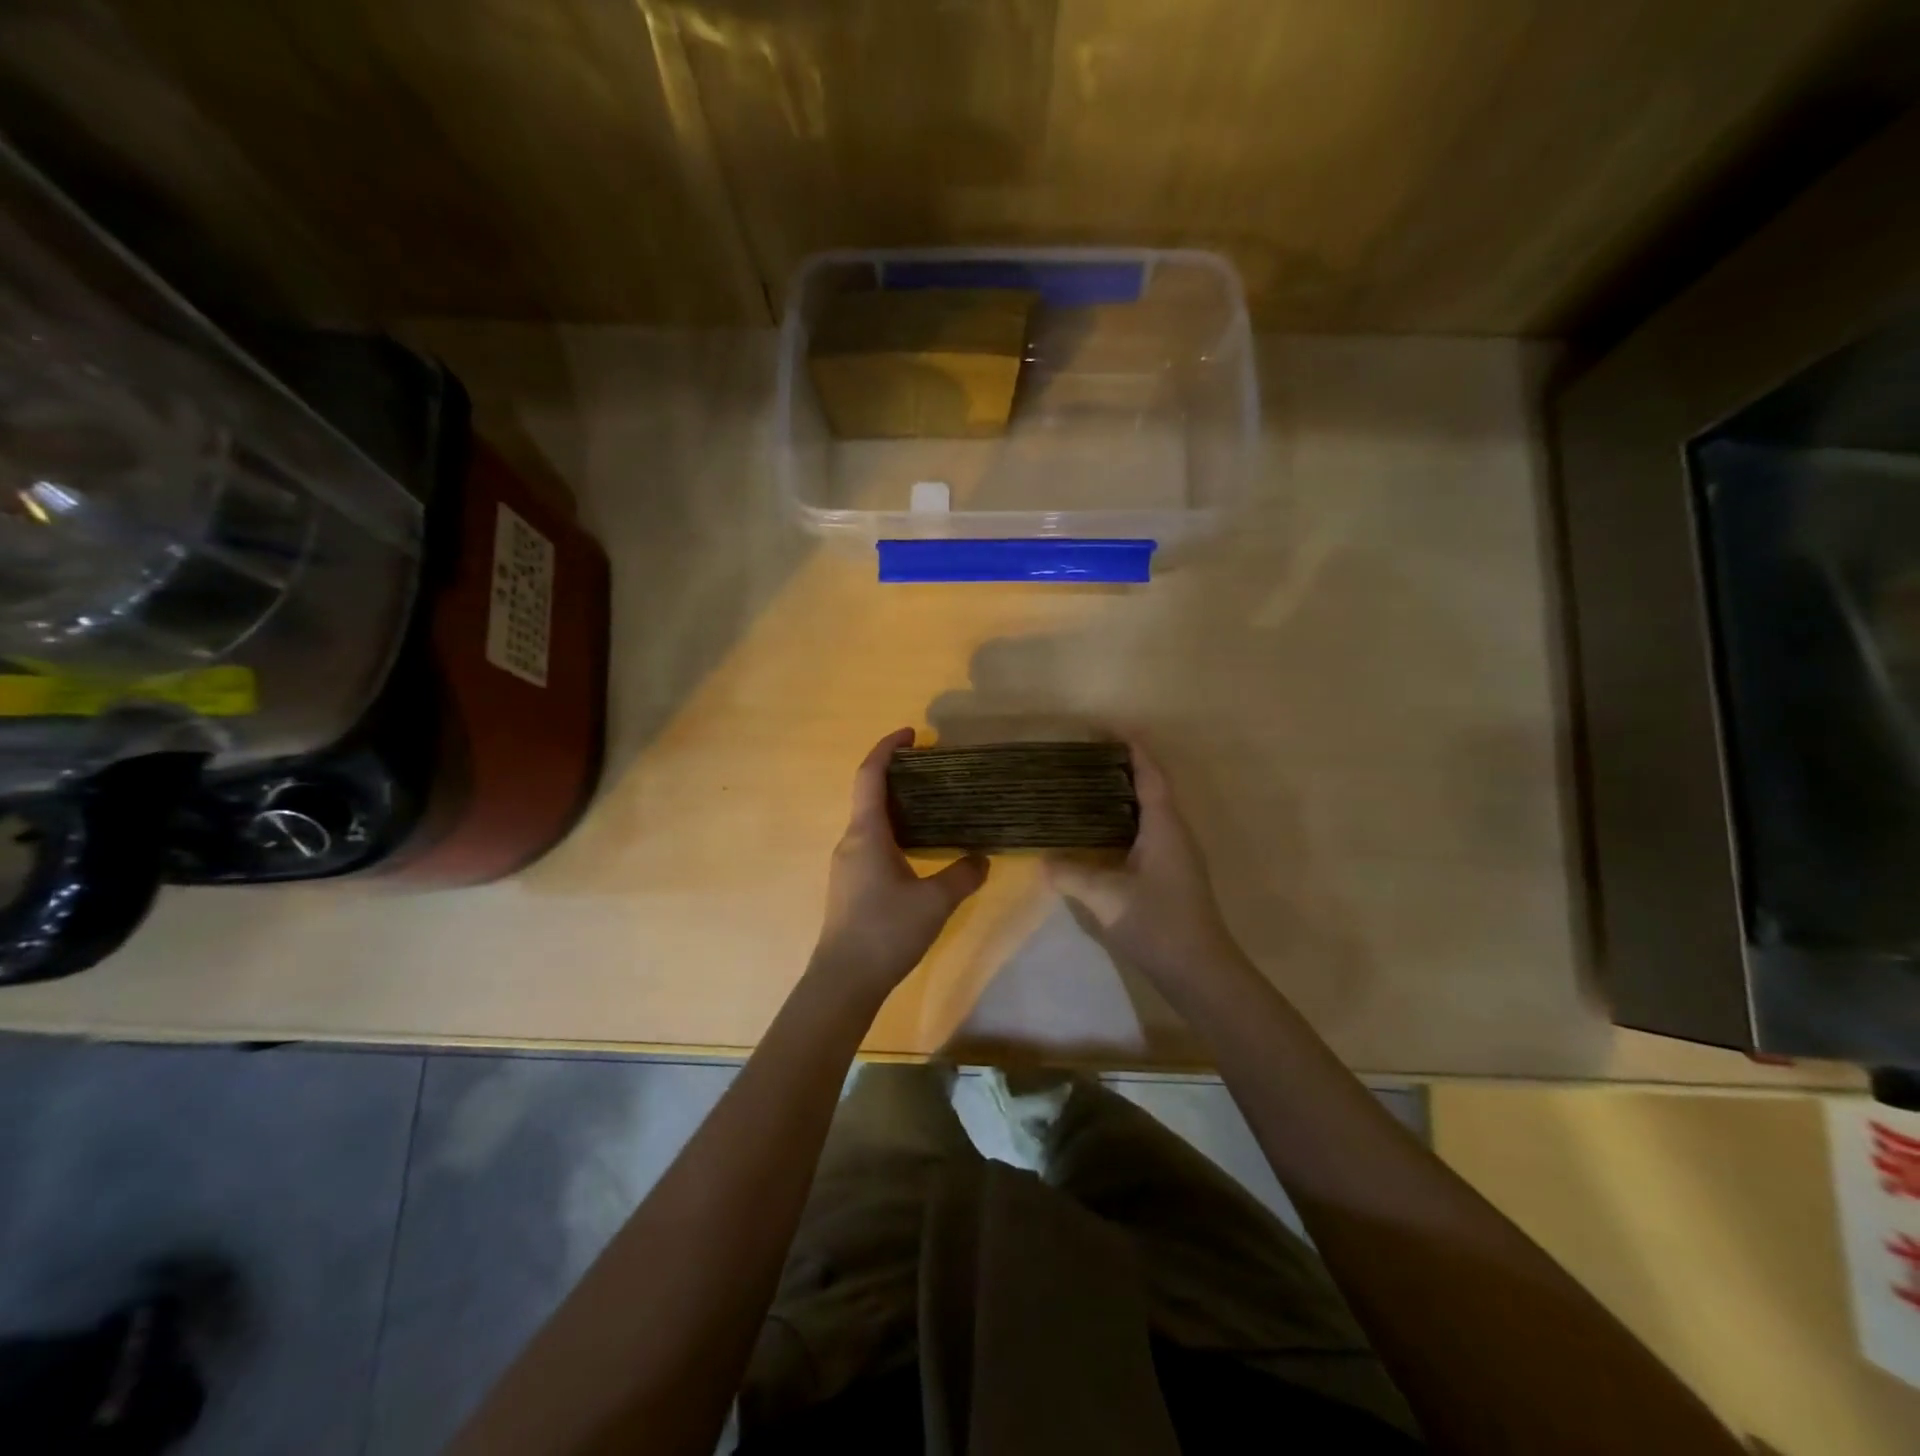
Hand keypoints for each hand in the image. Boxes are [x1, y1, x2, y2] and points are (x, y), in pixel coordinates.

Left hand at [812, 728, 988, 1001]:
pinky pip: (872, 843)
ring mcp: (847, 864)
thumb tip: (982, 858)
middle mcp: (851, 841)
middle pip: (870, 795)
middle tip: (935, 771)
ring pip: (871, 822)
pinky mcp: (850, 885)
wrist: (844, 981)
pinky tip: (919, 848)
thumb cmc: (886, 931)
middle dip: (899, 776)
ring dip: (898, 806)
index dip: (888, 748)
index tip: (912, 733)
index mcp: (866, 833)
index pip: (870, 776)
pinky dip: (894, 832)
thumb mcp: (935, 902)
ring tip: (933, 806)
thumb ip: (963, 875)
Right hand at [1046, 742, 1250, 995]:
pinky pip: (1148, 830)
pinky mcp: (1171, 872)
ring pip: (1151, 809)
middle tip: (1087, 756)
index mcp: (1164, 826)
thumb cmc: (1157, 924)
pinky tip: (1100, 831)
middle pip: (1152, 786)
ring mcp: (1176, 853)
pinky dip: (1125, 818)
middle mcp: (1174, 832)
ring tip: (1088, 785)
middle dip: (1125, 765)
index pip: (1150, 774)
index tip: (1109, 728)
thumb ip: (1072, 875)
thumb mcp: (1106, 897)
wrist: (1199, 970)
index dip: (1133, 747)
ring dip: (1125, 792)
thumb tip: (1042, 861)